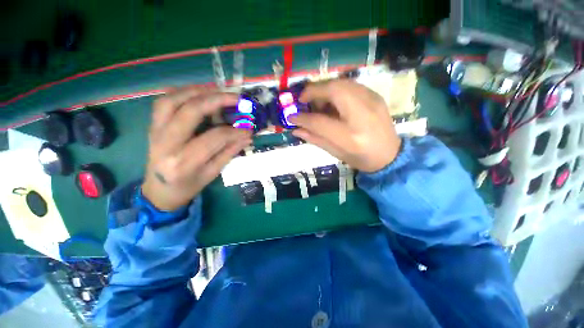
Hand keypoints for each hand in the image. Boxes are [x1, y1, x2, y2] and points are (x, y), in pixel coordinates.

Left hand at [142, 86, 251, 210]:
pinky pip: (163, 102)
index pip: (214, 138)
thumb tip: (247, 136)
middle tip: (236, 98)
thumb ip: (229, 152)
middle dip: (217, 100)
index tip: (249, 128)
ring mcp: (154, 132)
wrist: (159, 191)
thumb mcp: (213, 173)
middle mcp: (166, 144)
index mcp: (184, 162)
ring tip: (218, 90)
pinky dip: (182, 93)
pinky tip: (198, 93)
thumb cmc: (189, 186)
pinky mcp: (152, 126)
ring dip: (197, 91)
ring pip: (172, 100)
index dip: (235, 131)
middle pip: (190, 111)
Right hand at [289, 80, 400, 172]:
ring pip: (342, 83)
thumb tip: (296, 129)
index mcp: (350, 137)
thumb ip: (315, 139)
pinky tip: (333, 102)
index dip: (302, 118)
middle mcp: (362, 115)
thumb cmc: (361, 158)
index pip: (320, 122)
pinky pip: (350, 85)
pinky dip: (336, 89)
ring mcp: (372, 102)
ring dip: (324, 89)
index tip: (291, 117)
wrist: (390, 155)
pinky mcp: (376, 96)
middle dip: (313, 91)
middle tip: (303, 101)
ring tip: (318, 102)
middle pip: (334, 90)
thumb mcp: (335, 153)